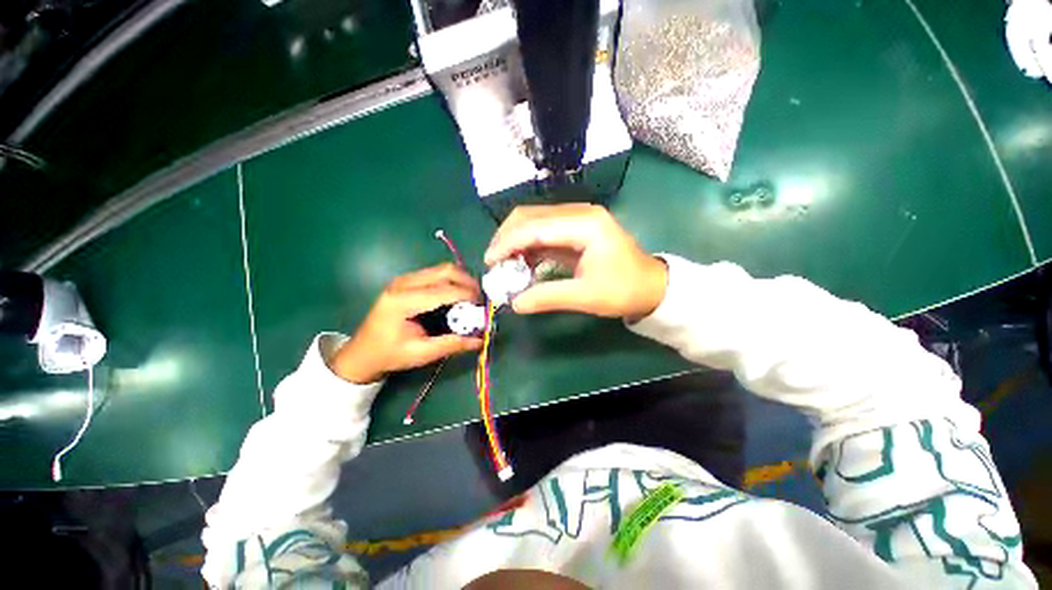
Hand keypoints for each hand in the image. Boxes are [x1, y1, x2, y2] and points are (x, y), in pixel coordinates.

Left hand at [330, 264, 483, 383]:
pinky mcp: (407, 281)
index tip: (484, 308)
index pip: (445, 290)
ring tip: (472, 298)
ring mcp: (404, 279)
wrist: (362, 352)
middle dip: (469, 282)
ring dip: (461, 280)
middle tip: (480, 300)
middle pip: (446, 270)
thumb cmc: (389, 354)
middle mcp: (403, 283)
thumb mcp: (421, 353)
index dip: (469, 296)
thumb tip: (481, 339)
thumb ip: (452, 344)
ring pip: (442, 269)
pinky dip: (452, 281)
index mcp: (403, 301)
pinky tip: (457, 296)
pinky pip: (436, 273)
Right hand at [485, 204, 667, 319]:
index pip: (535, 227)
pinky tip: (521, 263)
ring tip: (503, 265)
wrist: (650, 287)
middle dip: (506, 238)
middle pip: (530, 216)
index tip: (489, 263)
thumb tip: (514, 303)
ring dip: (515, 241)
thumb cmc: (624, 290)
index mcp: (585, 224)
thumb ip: (548, 297)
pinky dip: (527, 246)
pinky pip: (542, 232)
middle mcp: (579, 213)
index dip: (508, 243)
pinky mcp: (574, 229)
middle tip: (493, 263)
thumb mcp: (586, 297)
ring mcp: (576, 219)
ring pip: (533, 221)